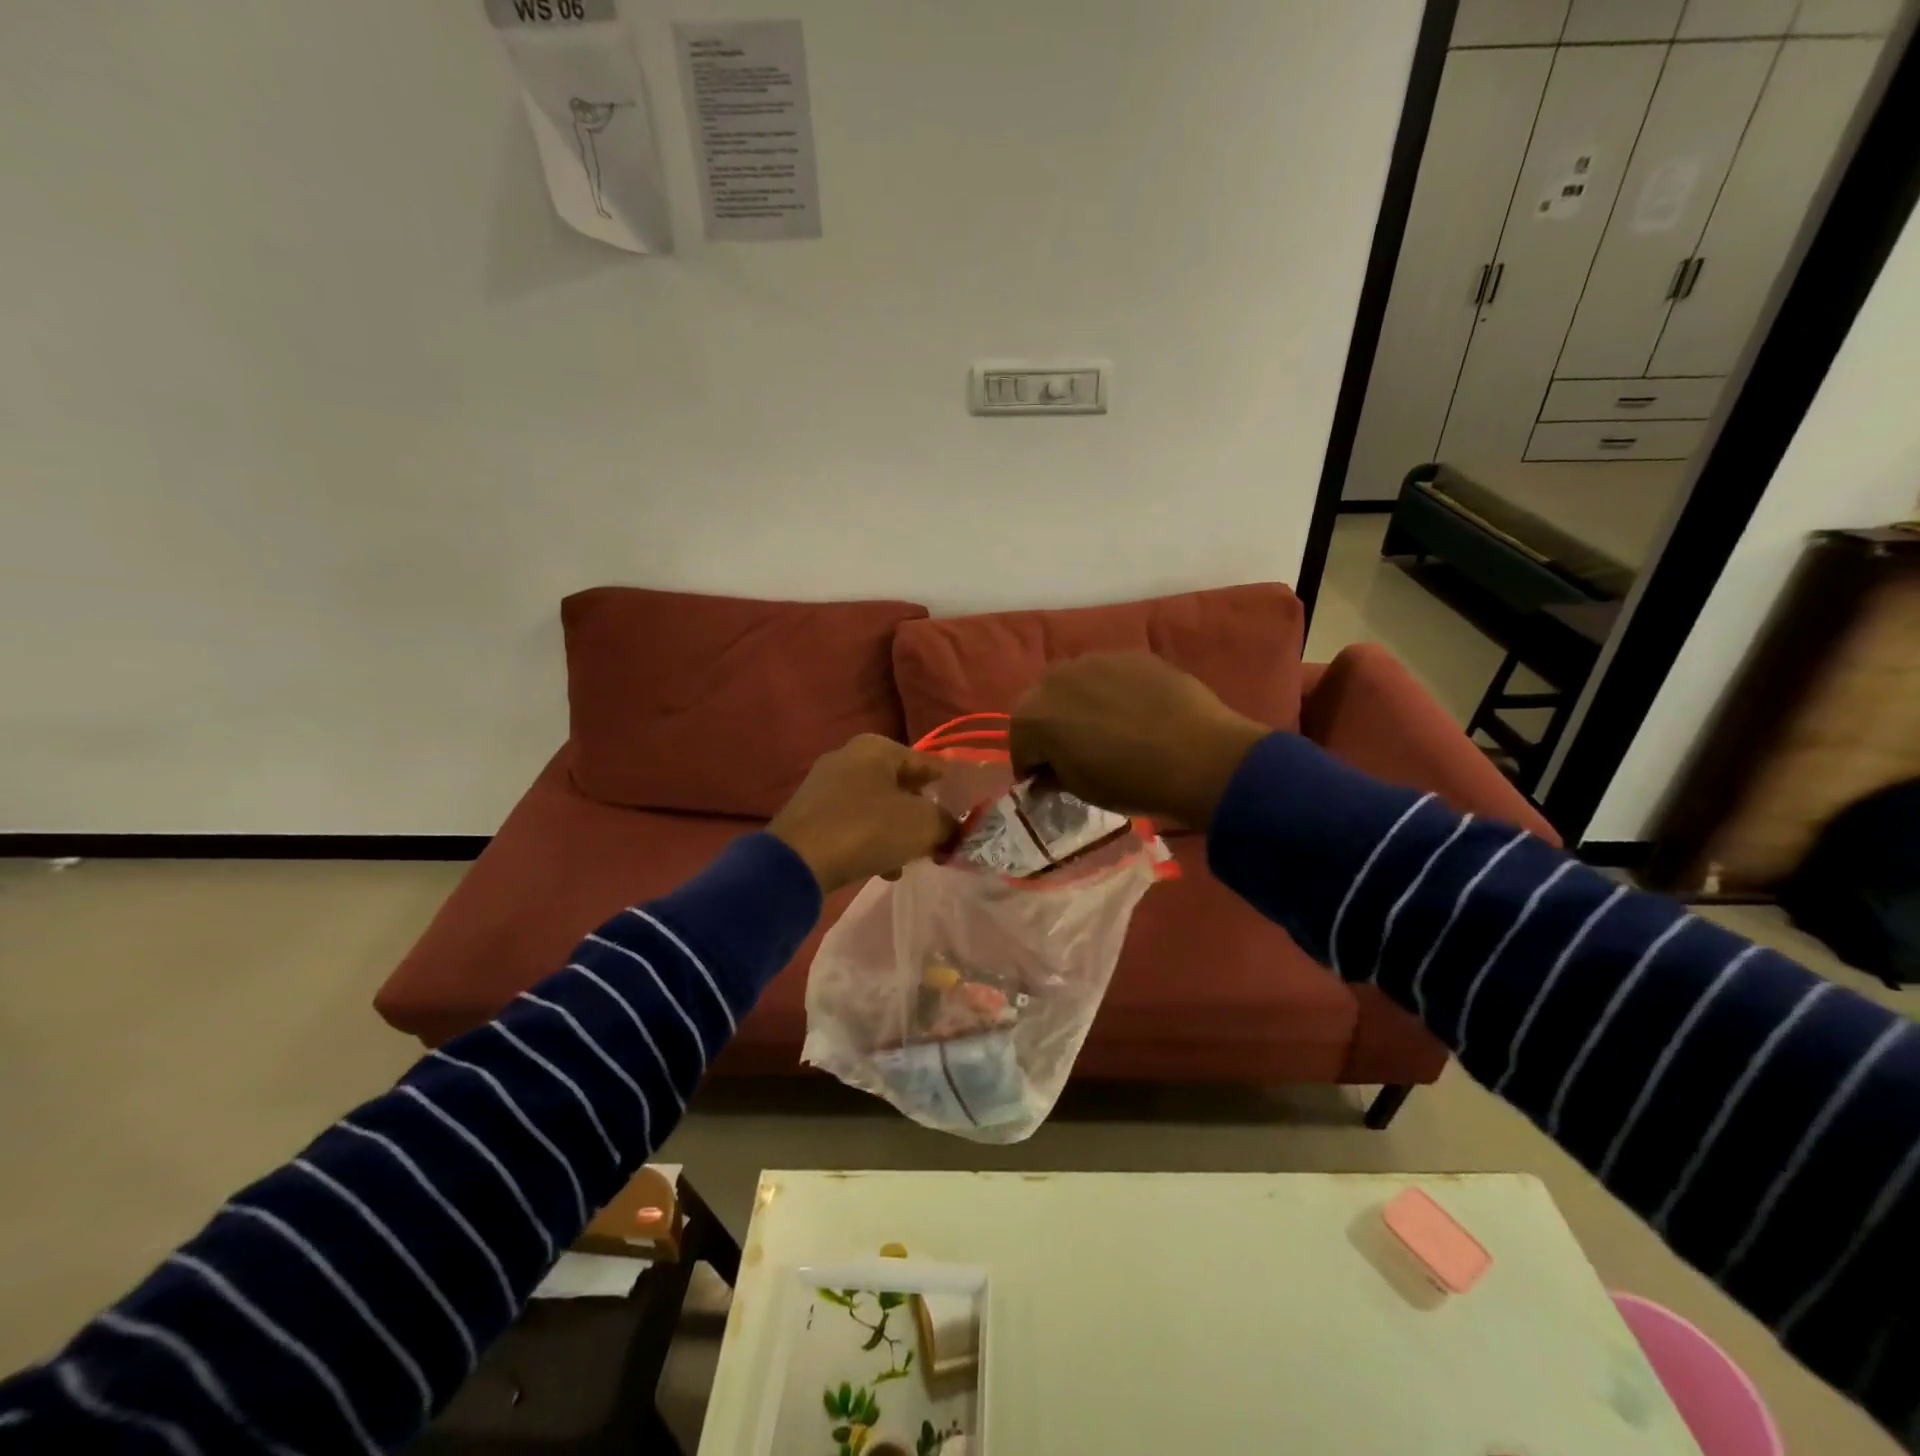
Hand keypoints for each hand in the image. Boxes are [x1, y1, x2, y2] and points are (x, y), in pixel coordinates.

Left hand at [768, 735, 958, 894]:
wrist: (797, 863)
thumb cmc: (867, 830)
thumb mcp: (923, 825)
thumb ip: (948, 823)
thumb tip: (954, 829)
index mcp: (876, 747)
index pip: (928, 764)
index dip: (952, 788)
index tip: (969, 813)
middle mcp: (849, 758)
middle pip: (902, 785)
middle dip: (923, 814)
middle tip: (940, 838)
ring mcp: (825, 786)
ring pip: (878, 807)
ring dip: (898, 832)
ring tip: (911, 859)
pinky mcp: (811, 815)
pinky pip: (854, 824)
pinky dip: (872, 841)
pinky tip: (883, 869)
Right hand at [1009, 653, 1269, 828]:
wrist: (1197, 755)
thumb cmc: (1128, 781)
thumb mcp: (1080, 790)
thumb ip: (1054, 775)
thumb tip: (1047, 774)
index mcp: (1032, 716)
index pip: (1019, 743)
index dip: (1032, 766)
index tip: (1047, 782)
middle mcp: (1054, 678)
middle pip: (1041, 705)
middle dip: (1051, 728)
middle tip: (1074, 753)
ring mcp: (1094, 660)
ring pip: (1074, 685)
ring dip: (1079, 705)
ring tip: (1106, 730)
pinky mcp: (1129, 654)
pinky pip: (1108, 675)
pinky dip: (1111, 692)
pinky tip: (1135, 714)